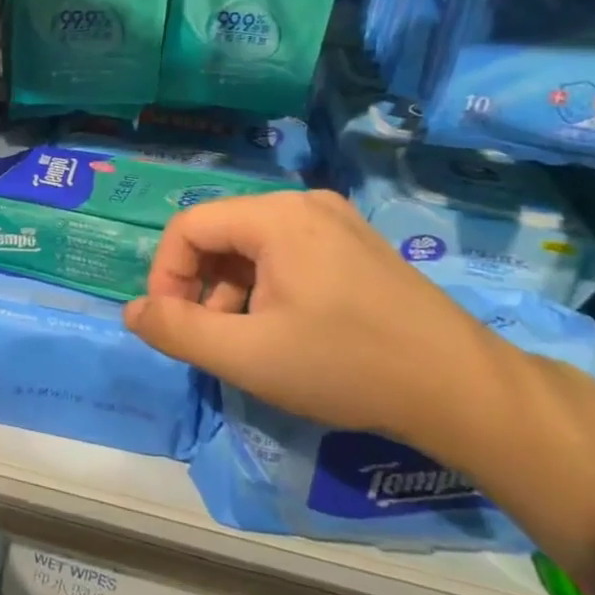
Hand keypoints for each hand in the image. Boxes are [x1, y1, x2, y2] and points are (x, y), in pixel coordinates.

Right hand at [122, 190, 526, 458]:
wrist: (463, 390)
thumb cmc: (346, 365)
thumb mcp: (247, 355)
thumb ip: (177, 330)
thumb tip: (131, 312)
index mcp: (276, 216)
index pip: (187, 227)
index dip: (165, 275)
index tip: (171, 325)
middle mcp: (304, 204)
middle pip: (219, 234)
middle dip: (198, 286)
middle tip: (207, 338)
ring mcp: (335, 222)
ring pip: (251, 247)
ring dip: (229, 291)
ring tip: (243, 342)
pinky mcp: (356, 245)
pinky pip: (286, 254)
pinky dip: (264, 288)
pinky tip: (280, 331)